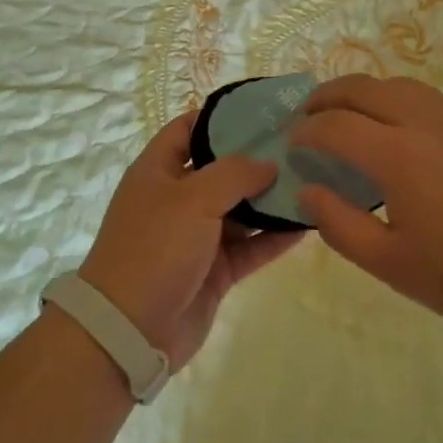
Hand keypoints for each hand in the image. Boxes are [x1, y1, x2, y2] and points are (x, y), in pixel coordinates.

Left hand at [80, 113, 304, 369]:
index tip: (260, 111)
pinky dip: (274, 236)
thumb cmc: (154, 248)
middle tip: (299, 145)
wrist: (130, 332)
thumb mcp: (192, 198)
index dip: (219, 117)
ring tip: (312, 180)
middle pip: (221, 169)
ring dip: (270, 198)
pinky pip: (250, 246)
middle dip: (255, 158)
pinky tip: (306, 223)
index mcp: (157, 171)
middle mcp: (177, 198)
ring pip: (240, 209)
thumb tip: (268, 164)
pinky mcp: (214, 270)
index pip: (188, 129)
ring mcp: (196, 236)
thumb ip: (234, 174)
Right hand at [291, 74, 442, 342]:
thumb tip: (308, 191)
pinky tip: (397, 131)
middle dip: (326, 96)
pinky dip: (394, 100)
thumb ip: (340, 226)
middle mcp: (423, 121)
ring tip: (347, 115)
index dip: (305, 131)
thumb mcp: (393, 265)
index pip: (335, 125)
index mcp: (398, 154)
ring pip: (396, 84)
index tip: (291, 145)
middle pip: (362, 88)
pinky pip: (425, 97)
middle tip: (307, 117)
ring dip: (362, 92)